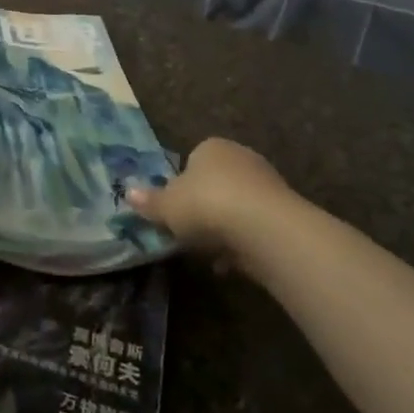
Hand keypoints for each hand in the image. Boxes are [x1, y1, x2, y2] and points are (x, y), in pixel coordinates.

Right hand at [124, 137, 293, 260]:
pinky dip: (243, 244)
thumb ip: (149, 201)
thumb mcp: (167, 206)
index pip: (193, 161)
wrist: (264, 228)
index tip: (175, 211)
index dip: (182, 187)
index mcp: (211, 147)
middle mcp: (241, 157)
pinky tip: (231, 265)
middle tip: (190, 233)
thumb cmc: (206, 205)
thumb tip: (127, 192)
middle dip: (205, 208)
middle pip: (217, 184)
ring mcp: (267, 184)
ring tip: (210, 256)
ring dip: (225, 230)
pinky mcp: (285, 213)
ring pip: (237, 208)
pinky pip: (256, 228)